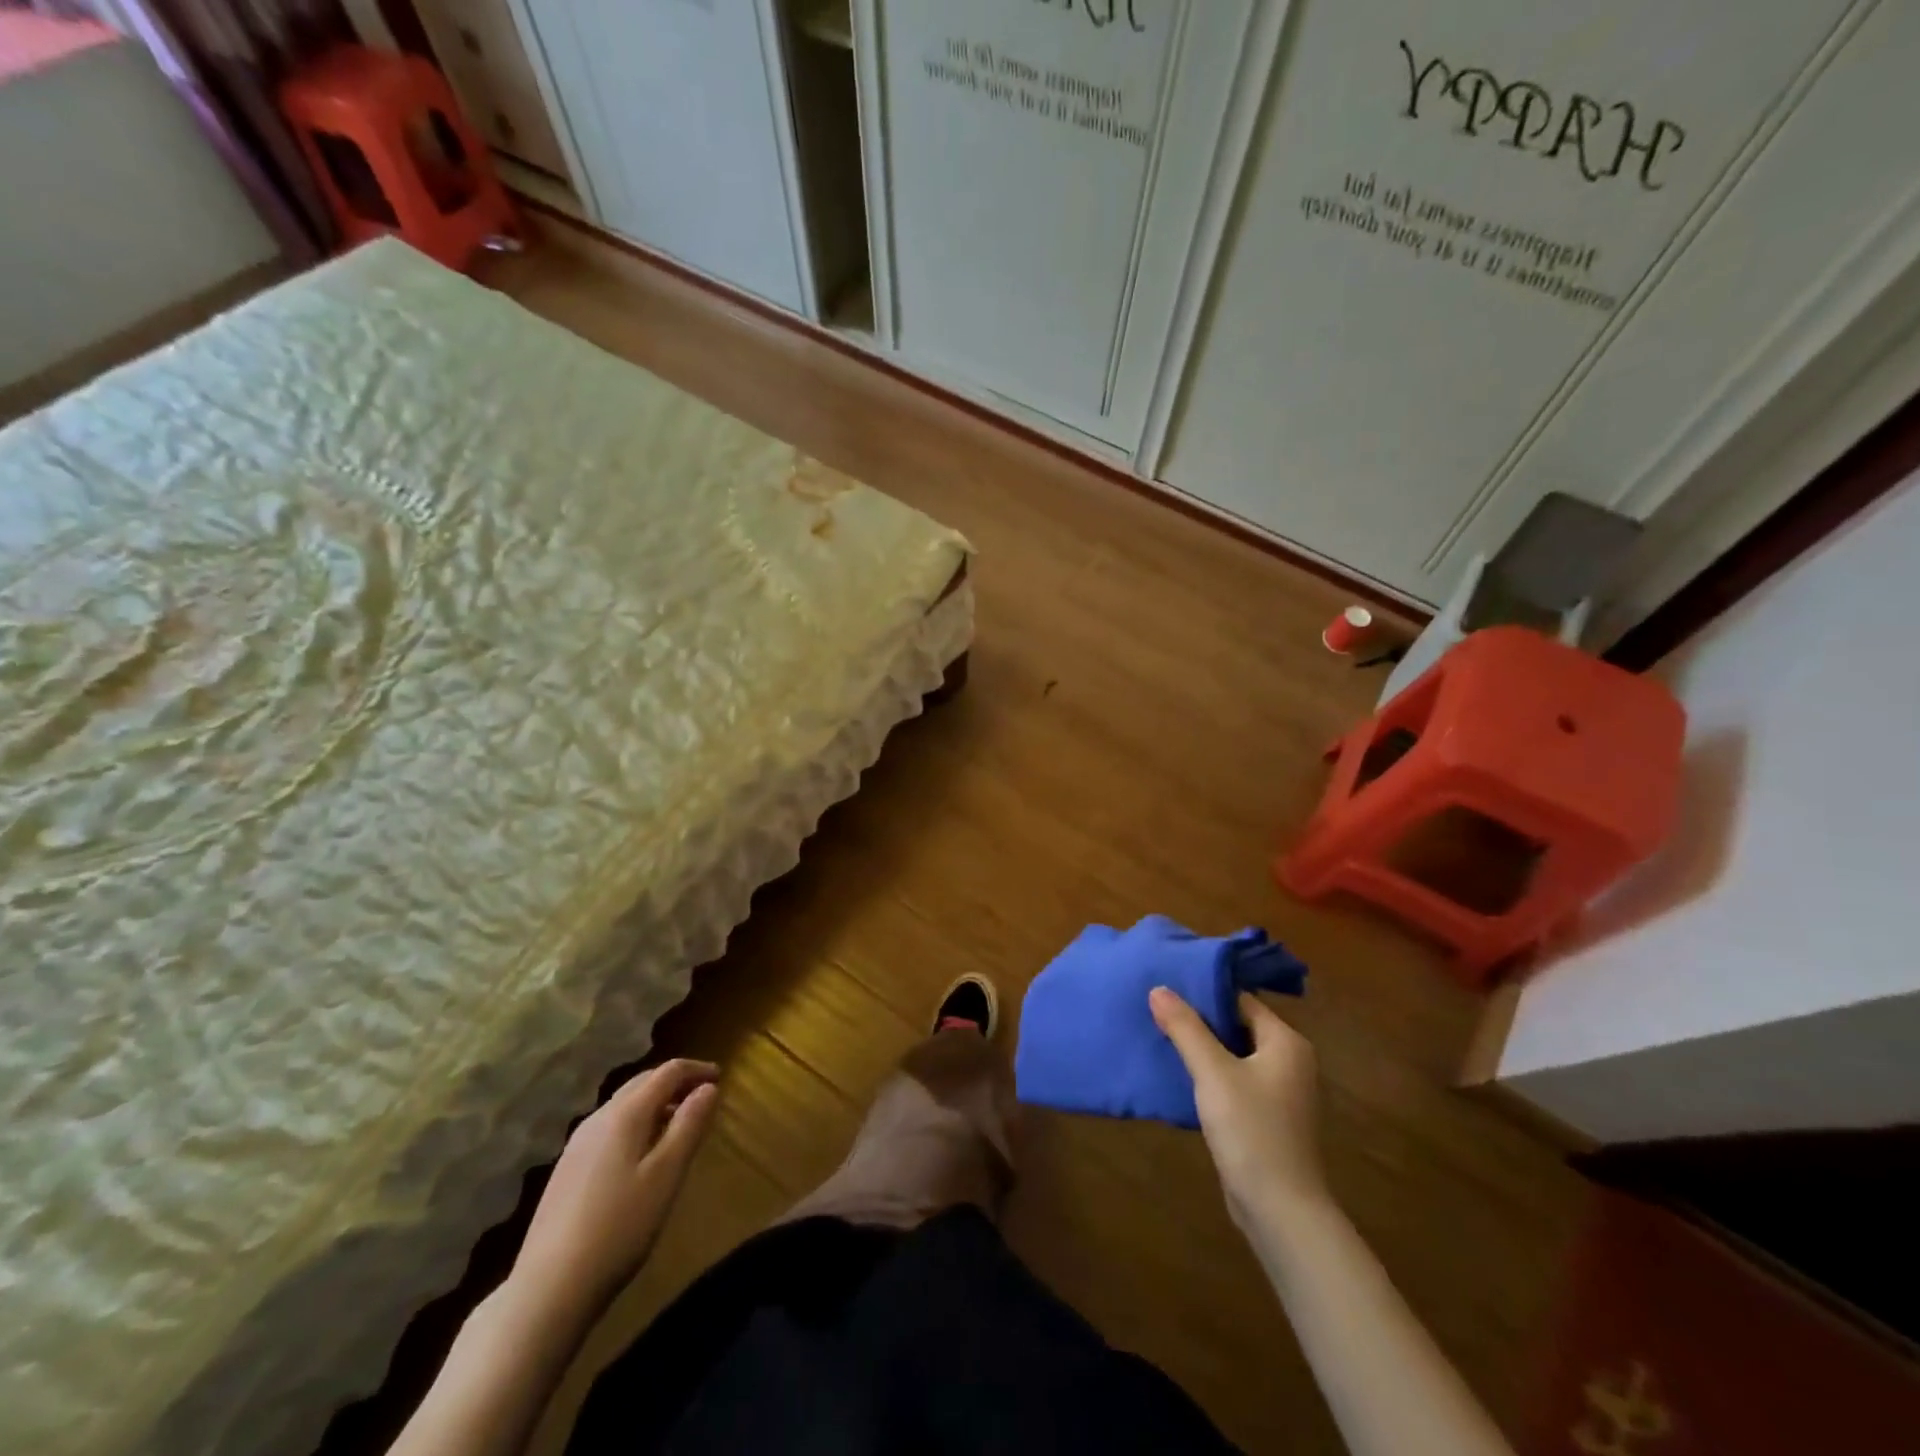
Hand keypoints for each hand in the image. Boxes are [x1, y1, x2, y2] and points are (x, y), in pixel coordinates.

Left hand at [512, 1059, 719, 1322]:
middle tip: (703, 1096)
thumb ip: (689, 1125)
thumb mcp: (667, 1175)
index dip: (696, 1069)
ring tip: (679, 1125)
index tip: (720, 1078)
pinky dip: (636, 1125)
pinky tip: (643, 1156)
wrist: (548, 1289)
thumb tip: (709, 1088)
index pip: (667, 1072)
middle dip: (675, 1082)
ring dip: (655, 1104)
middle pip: (642, 1083)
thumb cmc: (620, 1227)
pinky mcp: (567, 1171)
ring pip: (624, 1106)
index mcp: (625, 1114)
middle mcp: (598, 1119)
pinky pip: (610, 1129)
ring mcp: (577, 1145)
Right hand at [1150, 988, 1325, 1227]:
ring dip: (1204, 1049)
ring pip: (1236, 1055)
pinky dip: (1213, 1075)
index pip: (1241, 1000)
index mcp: (1286, 1042)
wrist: (1281, 1211)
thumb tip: (1158, 988)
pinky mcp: (1271, 1118)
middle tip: (1159, 1011)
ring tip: (1163, 1038)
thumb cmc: (1251, 1131)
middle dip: (1200, 1020)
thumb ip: (1185, 1028)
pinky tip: (1183, 1077)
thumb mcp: (1212, 1073)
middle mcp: (1291, 1061)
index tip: (1168, 988)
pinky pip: (1238, 1081)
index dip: (1204, 993)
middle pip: (1239, 1025)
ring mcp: (1283, 1092)